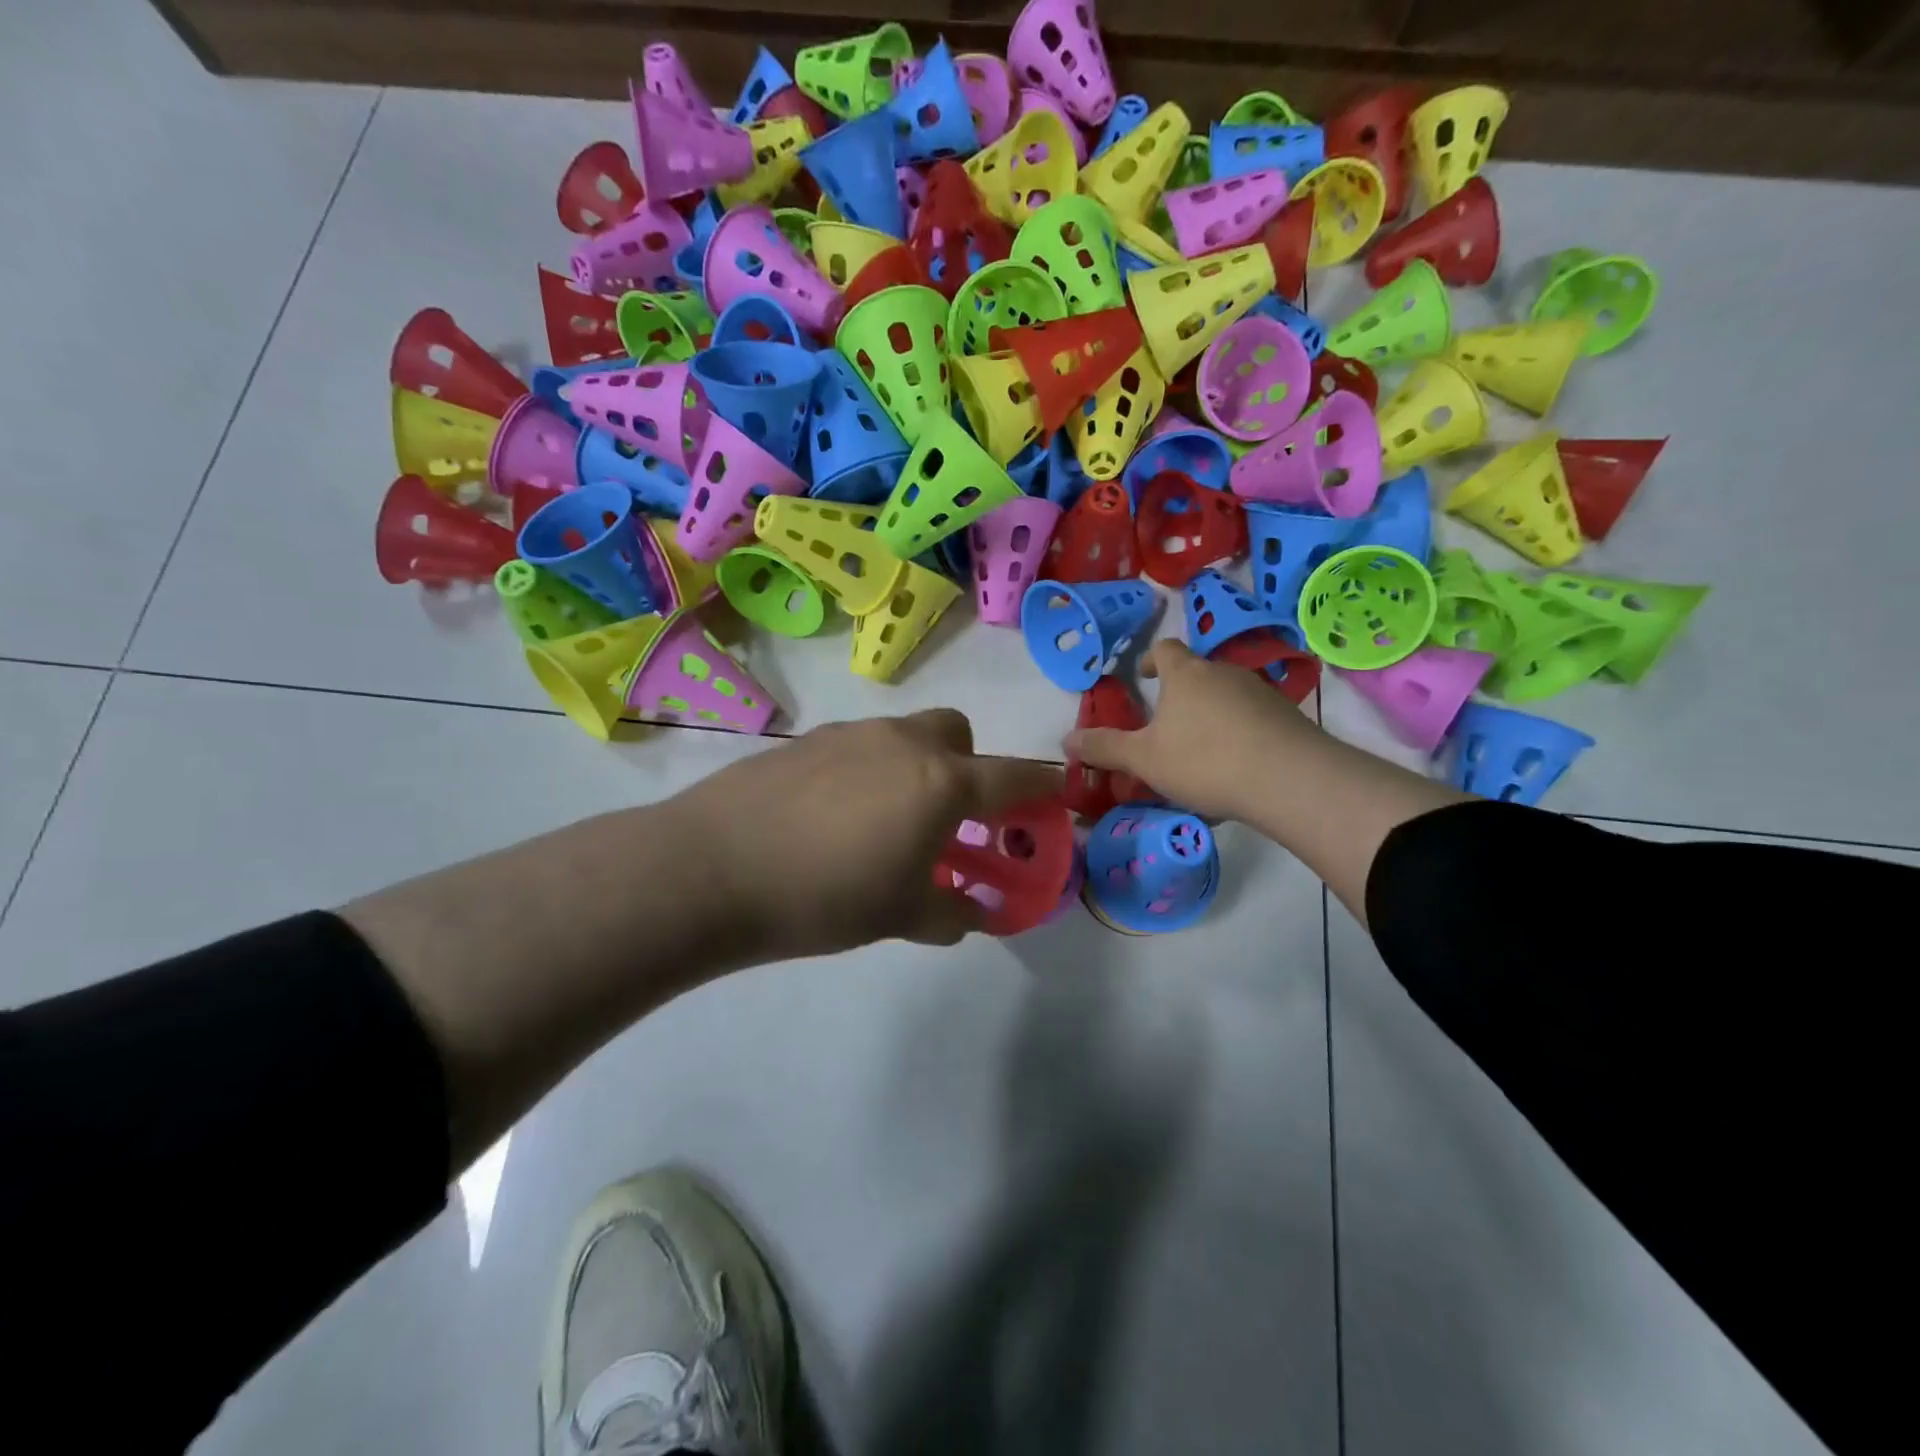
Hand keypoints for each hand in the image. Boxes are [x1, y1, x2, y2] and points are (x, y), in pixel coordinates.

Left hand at [670, 710, 1063, 959]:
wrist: (712, 868)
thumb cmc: (824, 897)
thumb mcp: (899, 917)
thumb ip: (950, 911)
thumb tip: (973, 913)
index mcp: (940, 783)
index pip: (1013, 777)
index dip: (1042, 787)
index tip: (1056, 795)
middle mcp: (902, 744)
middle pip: (957, 733)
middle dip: (968, 765)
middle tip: (947, 816)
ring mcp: (851, 735)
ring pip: (904, 736)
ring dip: (915, 769)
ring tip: (881, 824)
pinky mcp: (807, 740)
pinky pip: (859, 747)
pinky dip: (868, 772)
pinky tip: (831, 817)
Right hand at [1064, 640, 1313, 823]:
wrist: (1289, 779)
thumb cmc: (1204, 760)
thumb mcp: (1144, 759)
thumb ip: (1105, 748)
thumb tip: (1066, 741)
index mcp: (1186, 674)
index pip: (1166, 649)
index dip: (1152, 659)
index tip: (1144, 675)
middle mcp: (1224, 672)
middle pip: (1198, 674)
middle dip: (1181, 695)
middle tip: (1167, 726)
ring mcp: (1261, 692)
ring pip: (1227, 698)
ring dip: (1211, 717)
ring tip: (1201, 754)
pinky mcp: (1288, 717)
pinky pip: (1253, 721)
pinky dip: (1240, 736)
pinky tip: (1235, 772)